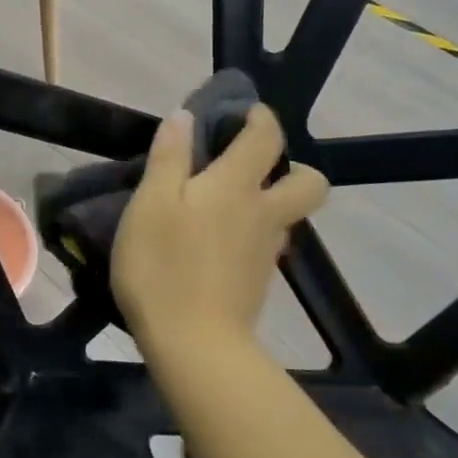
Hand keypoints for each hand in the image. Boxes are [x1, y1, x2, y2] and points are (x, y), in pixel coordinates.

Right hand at [112, 104, 327, 365]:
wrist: (194, 345)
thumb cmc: (163, 266)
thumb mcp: (150, 203)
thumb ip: (168, 157)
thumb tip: (185, 117)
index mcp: (236, 186)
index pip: (265, 137)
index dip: (259, 117)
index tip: (243, 112)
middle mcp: (264, 214)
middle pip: (308, 182)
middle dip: (291, 166)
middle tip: (249, 168)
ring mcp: (266, 252)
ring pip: (287, 216)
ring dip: (269, 202)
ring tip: (222, 208)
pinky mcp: (259, 283)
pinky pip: (267, 244)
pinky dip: (251, 235)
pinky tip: (215, 246)